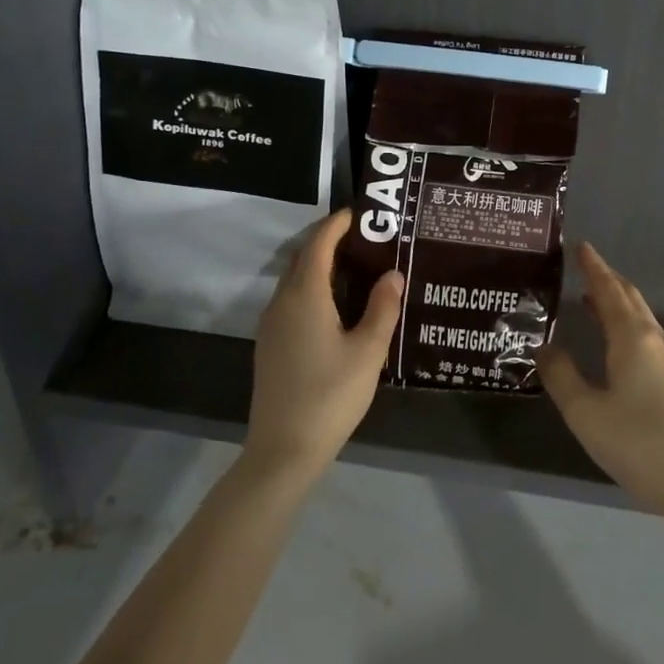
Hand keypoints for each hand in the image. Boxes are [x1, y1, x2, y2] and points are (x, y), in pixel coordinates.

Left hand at [244, 210, 403, 482]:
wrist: (283, 450)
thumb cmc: (330, 395)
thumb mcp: (368, 351)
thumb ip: (382, 308)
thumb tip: (393, 273)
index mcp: (305, 295)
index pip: (318, 243)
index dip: (337, 223)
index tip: (361, 213)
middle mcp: (282, 302)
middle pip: (303, 257)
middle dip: (330, 240)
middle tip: (367, 238)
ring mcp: (272, 324)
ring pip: (295, 279)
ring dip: (320, 264)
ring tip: (357, 267)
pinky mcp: (270, 344)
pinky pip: (291, 299)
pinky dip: (313, 287)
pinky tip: (337, 305)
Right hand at [536, 243, 663, 522]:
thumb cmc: (640, 444)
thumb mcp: (586, 413)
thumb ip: (561, 376)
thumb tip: (545, 346)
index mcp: (634, 339)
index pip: (610, 290)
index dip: (594, 267)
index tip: (581, 247)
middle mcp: (658, 341)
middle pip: (631, 299)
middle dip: (608, 281)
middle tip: (584, 269)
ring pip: (642, 320)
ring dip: (618, 305)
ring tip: (592, 303)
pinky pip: (649, 340)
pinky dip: (628, 328)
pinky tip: (617, 348)